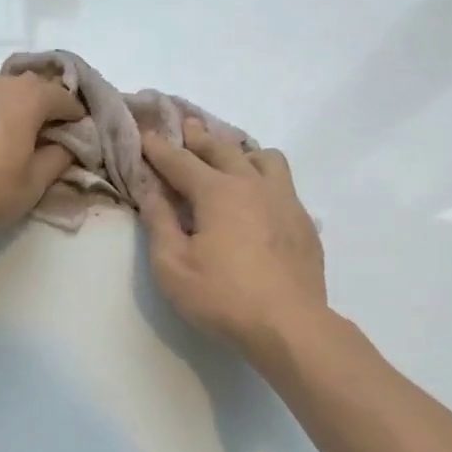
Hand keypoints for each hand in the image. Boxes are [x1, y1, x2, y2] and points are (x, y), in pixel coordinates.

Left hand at [0, 72, 84, 243]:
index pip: (64, 97)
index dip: (76, 117)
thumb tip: (65, 145)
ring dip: (10, 113)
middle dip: (43, 111)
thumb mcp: (31, 186)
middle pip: (30, 90)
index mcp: (26, 97)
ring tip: (6, 145)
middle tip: (43, 142)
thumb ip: (57, 160)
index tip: (77, 139)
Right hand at [138, 120, 327, 354]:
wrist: (289, 325)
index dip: (159, 148)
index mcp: (218, 192)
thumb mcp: (172, 265)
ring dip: (242, 153)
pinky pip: (284, 184)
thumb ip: (159, 221)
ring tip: (231, 161)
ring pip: (265, 159)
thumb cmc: (222, 296)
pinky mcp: (304, 222)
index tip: (146, 133)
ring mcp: (285, 201)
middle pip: (223, 150)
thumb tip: (149, 189)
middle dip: (199, 138)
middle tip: (186, 126)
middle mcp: (253, 185)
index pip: (181, 161)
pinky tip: (260, 200)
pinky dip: (265, 180)